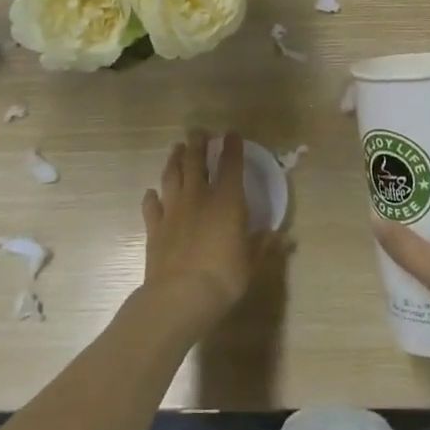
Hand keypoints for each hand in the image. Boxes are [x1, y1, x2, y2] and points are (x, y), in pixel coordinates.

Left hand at [139, 130, 278, 339]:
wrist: (179, 297)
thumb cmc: (223, 278)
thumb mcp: (251, 262)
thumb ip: (262, 245)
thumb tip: (278, 235)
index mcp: (227, 201)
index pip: (231, 165)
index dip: (232, 147)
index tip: (231, 134)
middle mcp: (199, 197)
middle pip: (195, 162)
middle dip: (197, 144)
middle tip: (197, 132)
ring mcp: (173, 210)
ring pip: (171, 176)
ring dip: (174, 160)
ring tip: (176, 148)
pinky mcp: (154, 227)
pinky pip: (151, 205)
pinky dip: (152, 197)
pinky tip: (152, 193)